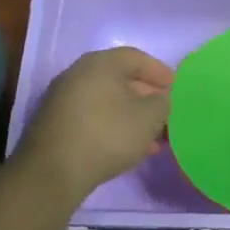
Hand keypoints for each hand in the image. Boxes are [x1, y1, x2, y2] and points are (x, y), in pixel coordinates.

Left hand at [16, 46, 173, 201]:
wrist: (54, 172)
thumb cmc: (108, 135)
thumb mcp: (149, 118)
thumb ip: (162, 102)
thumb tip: (160, 98)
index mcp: (100, 63)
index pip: (136, 58)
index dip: (160, 71)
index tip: (175, 88)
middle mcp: (78, 74)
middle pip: (121, 80)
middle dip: (147, 97)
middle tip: (165, 113)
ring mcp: (63, 99)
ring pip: (108, 102)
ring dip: (132, 116)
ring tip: (152, 138)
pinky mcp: (57, 124)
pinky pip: (94, 118)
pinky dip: (114, 127)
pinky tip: (129, 148)